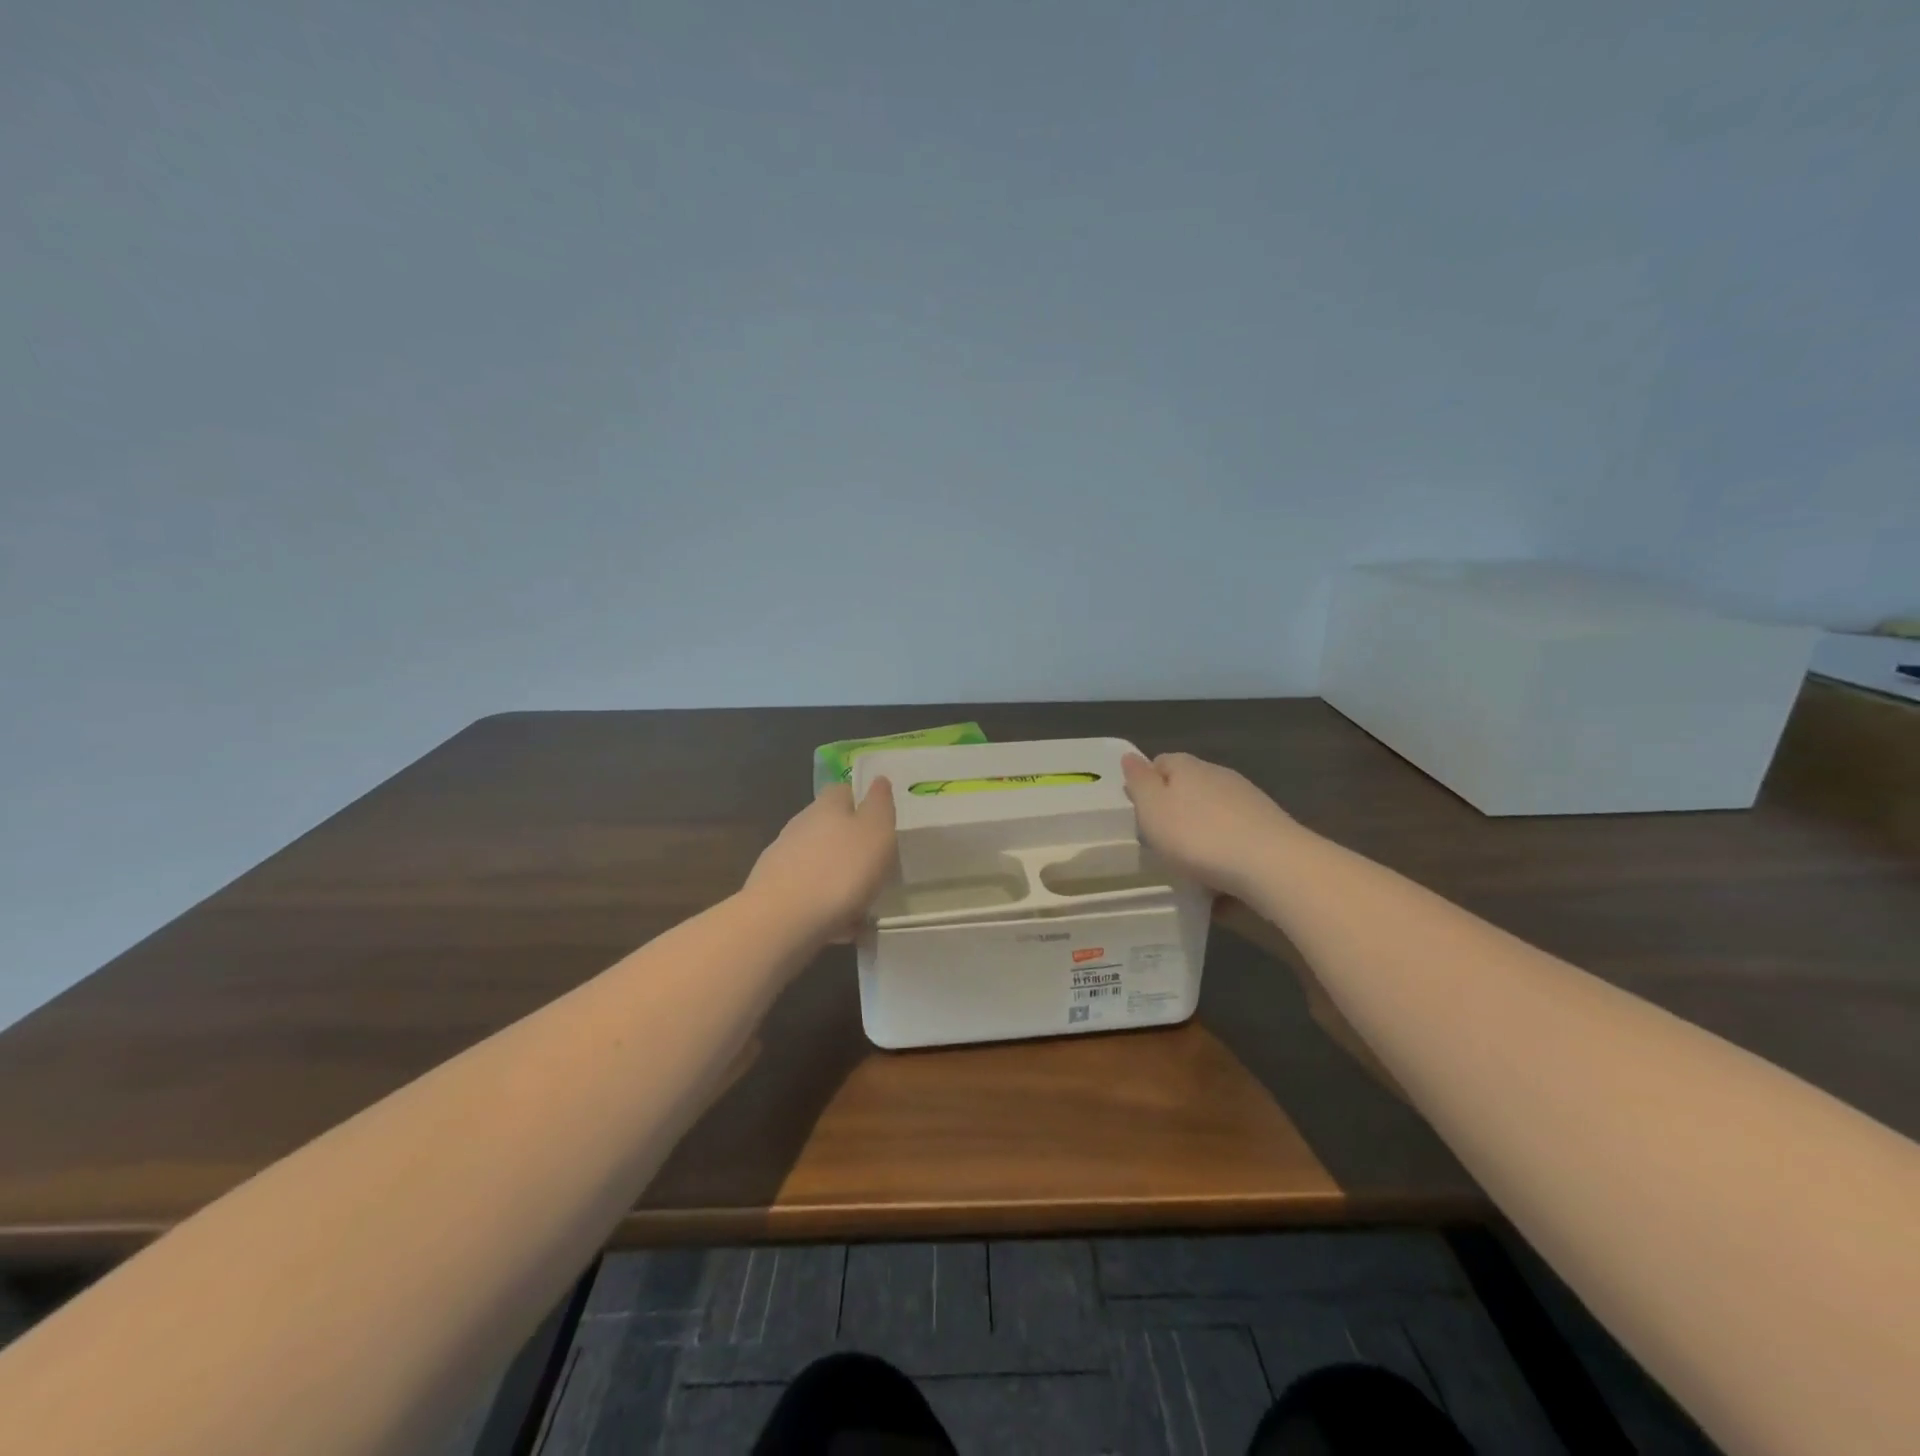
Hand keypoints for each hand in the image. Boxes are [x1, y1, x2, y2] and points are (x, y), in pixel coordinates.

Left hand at [745, 779, 897, 940]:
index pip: (842, 791)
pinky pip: (807, 893)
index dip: (859, 801)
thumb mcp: (876, 832)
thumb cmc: (841, 870)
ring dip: (836, 877)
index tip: (877, 822)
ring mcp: (781, 859)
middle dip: (848, 843)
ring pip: (817, 862)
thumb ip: (880, 805)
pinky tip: (838, 927)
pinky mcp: (772, 891)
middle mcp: (800, 826)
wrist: (782, 920)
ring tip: (860, 904)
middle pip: (827, 827)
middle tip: (873, 866)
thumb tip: (878, 779)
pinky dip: (823, 904)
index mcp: (826, 807)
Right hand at [1121, 752, 1296, 898]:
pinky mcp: (1269, 828)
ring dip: (1201, 831)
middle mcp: (1219, 775)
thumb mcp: (1153, 809)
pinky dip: (1225, 852)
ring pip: (1214, 812)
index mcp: (1188, 767)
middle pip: (1189, 786)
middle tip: (1160, 841)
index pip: (1162, 762)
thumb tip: (1130, 756)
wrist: (1272, 865)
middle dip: (1175, 809)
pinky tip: (1219, 880)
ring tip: (1189, 863)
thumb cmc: (1198, 836)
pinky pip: (1236, 838)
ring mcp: (1248, 801)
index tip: (1138, 812)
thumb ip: (1140, 782)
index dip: (1147, 783)